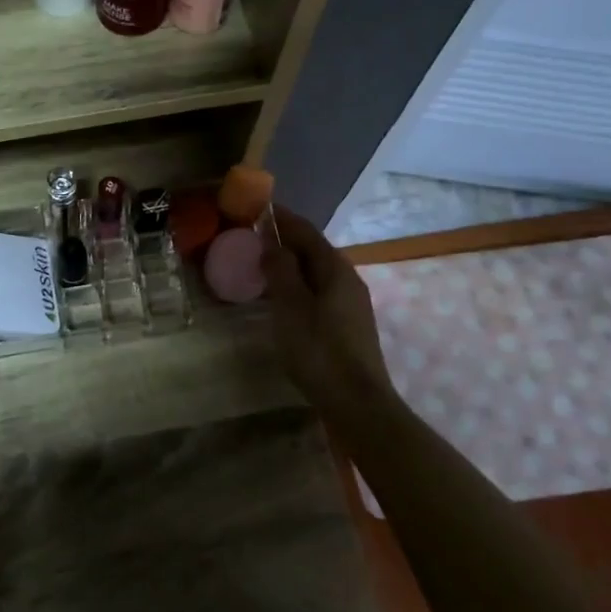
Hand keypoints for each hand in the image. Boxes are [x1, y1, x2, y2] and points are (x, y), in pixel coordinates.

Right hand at [263, 207, 395, 407]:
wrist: (357, 403)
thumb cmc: (319, 350)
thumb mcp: (291, 306)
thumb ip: (280, 270)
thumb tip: (272, 241)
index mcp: (335, 269)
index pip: (306, 231)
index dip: (281, 218)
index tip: (257, 208)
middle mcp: (348, 280)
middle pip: (314, 250)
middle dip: (285, 239)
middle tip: (253, 237)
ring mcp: (351, 304)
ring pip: (316, 272)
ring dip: (290, 263)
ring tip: (262, 264)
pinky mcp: (348, 325)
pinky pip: (318, 291)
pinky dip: (298, 284)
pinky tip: (283, 298)